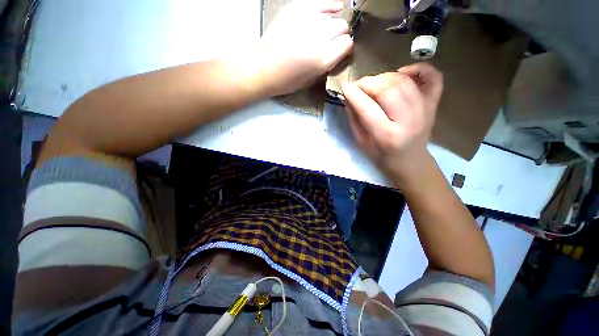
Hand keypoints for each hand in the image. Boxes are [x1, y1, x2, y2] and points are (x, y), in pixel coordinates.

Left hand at [260, 0, 352, 95]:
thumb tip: (336, 55)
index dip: (346, 48)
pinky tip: (334, 7)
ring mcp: (305, 22)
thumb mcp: (309, 81)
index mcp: (321, 60)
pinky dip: (329, 5)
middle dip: (340, 35)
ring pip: (331, 16)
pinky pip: (319, 3)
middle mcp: (317, 39)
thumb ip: (325, 67)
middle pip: (341, 27)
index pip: (346, 45)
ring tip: (327, 31)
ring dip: (332, 24)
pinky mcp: (295, 10)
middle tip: (333, 42)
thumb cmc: (285, 81)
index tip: (342, 51)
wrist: (261, 69)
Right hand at [341, 63, 443, 181]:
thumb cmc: (382, 156)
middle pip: (387, 89)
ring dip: (384, 77)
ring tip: (374, 83)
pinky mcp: (433, 104)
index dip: (354, 94)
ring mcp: (424, 110)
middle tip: (358, 86)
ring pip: (403, 81)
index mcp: (386, 136)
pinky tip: (402, 73)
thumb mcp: (362, 142)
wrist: (410, 163)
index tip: (345, 86)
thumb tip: (348, 97)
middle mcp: (408, 120)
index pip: (367, 108)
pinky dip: (418, 68)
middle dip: (368, 82)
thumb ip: (354, 119)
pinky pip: (433, 77)